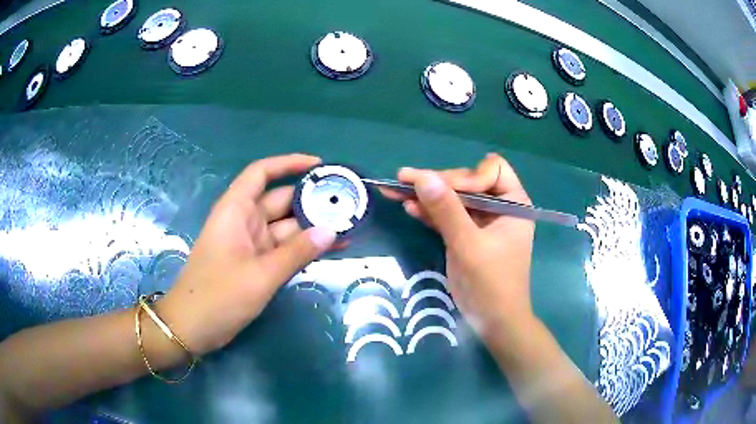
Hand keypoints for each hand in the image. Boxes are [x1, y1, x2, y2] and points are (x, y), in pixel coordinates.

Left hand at [158, 154, 336, 354]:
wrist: (192, 328)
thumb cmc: (218, 296)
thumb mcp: (260, 275)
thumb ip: (297, 252)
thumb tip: (331, 230)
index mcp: (236, 211)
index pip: (261, 173)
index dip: (289, 164)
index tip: (320, 166)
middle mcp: (244, 222)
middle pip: (280, 201)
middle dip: (312, 201)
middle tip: (348, 205)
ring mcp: (250, 244)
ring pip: (285, 228)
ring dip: (312, 228)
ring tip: (348, 228)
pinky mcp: (255, 264)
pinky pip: (283, 249)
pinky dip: (303, 249)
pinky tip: (330, 250)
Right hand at [386, 153, 535, 339]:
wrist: (493, 322)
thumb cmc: (491, 284)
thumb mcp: (468, 245)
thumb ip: (446, 210)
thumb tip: (422, 177)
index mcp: (513, 203)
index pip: (491, 170)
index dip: (467, 176)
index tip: (444, 190)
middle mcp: (499, 208)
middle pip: (467, 182)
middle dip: (438, 183)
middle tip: (405, 180)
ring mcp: (481, 222)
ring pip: (453, 199)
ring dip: (427, 196)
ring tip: (397, 189)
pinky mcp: (466, 236)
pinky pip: (448, 217)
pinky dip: (430, 213)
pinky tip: (409, 207)